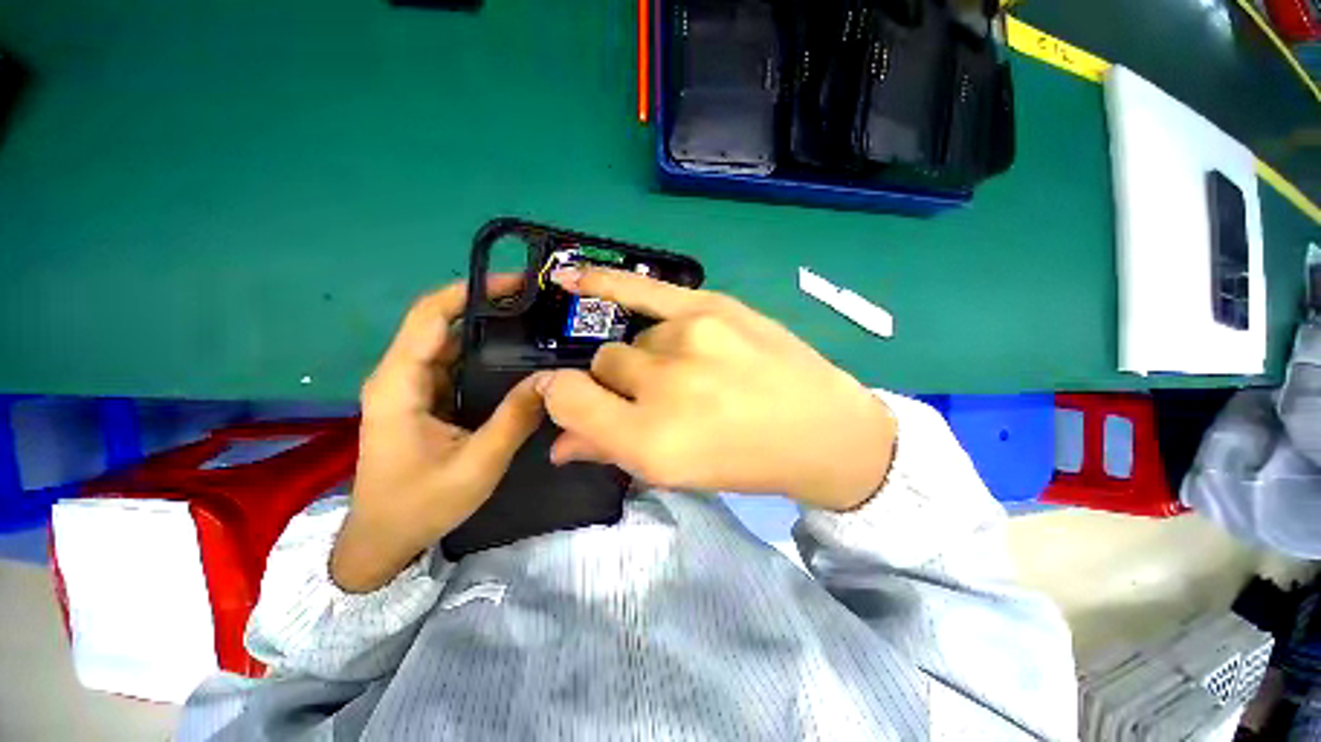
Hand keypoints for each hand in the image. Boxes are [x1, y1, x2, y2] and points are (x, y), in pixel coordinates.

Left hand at [331, 277, 545, 593]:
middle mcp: (402, 374)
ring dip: (490, 329)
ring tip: (536, 323)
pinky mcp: (427, 398)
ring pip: (452, 342)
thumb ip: (514, 419)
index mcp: (400, 383)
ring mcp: (414, 386)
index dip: (470, 291)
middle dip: (488, 305)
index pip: (429, 315)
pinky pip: (458, 363)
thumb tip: (552, 381)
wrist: (384, 539)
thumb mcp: (477, 465)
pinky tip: (519, 356)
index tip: (516, 283)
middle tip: (538, 303)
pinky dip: (488, 353)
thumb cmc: (420, 505)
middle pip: (442, 322)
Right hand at [538, 267, 896, 511]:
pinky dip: (605, 282)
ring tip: (692, 371)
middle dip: (623, 381)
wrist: (819, 429)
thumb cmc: (745, 460)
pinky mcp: (712, 307)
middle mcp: (664, 386)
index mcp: (651, 440)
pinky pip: (643, 287)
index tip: (569, 397)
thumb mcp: (677, 473)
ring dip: (650, 356)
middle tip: (662, 395)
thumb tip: (556, 444)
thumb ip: (610, 452)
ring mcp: (690, 339)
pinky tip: (574, 277)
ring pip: (637, 337)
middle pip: (606, 363)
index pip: (569, 398)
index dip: (561, 396)